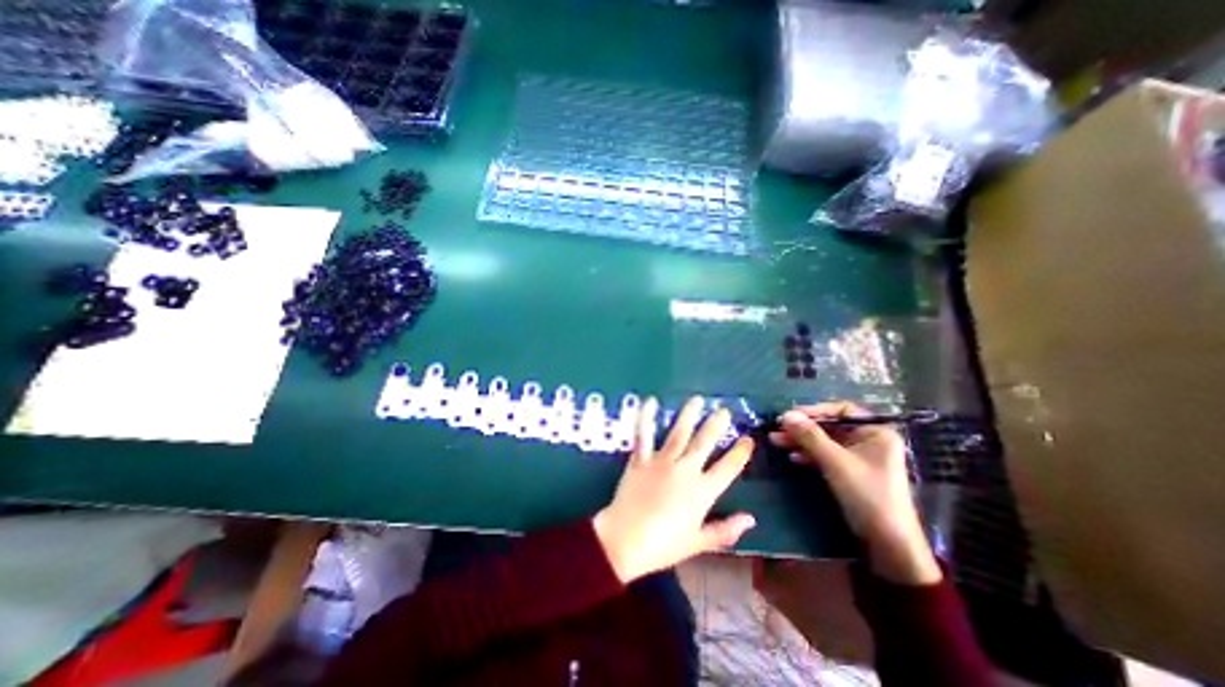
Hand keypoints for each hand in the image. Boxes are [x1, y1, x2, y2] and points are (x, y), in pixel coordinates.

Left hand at [593, 395, 757, 580]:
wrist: (626, 540)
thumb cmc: (664, 545)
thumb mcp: (699, 543)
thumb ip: (726, 530)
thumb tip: (751, 519)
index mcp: (702, 491)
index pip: (728, 468)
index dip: (740, 453)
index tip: (748, 439)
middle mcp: (685, 470)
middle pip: (704, 443)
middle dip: (716, 425)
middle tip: (724, 410)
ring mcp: (661, 462)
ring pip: (678, 433)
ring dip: (689, 415)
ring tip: (697, 400)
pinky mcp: (640, 459)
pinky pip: (644, 434)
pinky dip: (647, 417)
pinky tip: (651, 401)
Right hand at [774, 404, 940, 585]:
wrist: (887, 543)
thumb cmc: (867, 494)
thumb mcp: (835, 462)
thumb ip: (810, 436)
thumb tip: (785, 415)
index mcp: (876, 432)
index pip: (841, 410)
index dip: (815, 410)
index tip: (790, 415)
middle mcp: (869, 440)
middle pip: (831, 426)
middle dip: (803, 428)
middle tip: (778, 429)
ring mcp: (860, 457)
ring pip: (825, 441)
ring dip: (802, 441)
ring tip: (777, 441)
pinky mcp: (851, 472)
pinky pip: (827, 455)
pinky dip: (810, 455)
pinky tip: (793, 457)